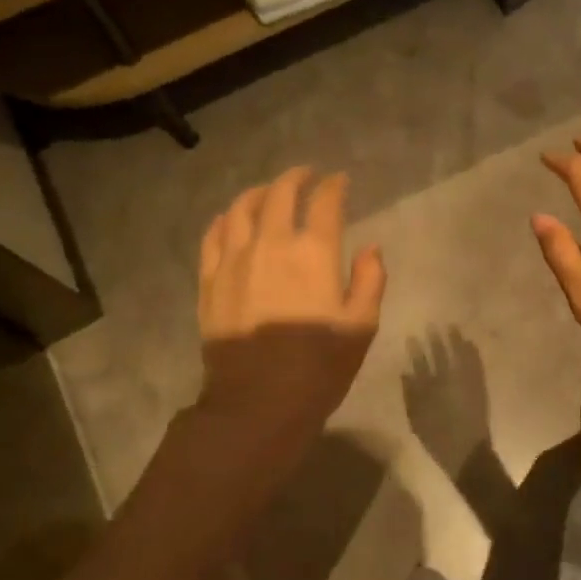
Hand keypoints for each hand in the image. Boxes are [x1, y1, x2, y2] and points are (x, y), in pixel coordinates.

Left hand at [197, 167, 385, 441]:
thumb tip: (370, 249)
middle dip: (297, 178)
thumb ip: (370, 281)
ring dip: (260, 192)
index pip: (325, 203)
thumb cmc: (318, 368)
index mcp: (314, 253)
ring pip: (242, 208)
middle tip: (308, 175)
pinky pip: (213, 236)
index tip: (341, 181)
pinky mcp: (210, 280)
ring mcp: (234, 260)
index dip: (335, 186)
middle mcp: (271, 244)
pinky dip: (224, 219)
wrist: (256, 404)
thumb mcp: (361, 327)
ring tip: (270, 191)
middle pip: (280, 194)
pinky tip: (230, 218)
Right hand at [401, 327, 492, 472]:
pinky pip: (476, 365)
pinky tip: (470, 343)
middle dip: (436, 340)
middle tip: (432, 325)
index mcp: (429, 390)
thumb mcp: (416, 421)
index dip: (416, 350)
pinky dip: (472, 353)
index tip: (412, 337)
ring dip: (455, 341)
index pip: (420, 364)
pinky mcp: (479, 387)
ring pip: (459, 356)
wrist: (467, 454)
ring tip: (452, 327)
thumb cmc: (438, 440)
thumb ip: (410, 396)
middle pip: (440, 356)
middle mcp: (446, 381)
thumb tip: (406, 373)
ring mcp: (465, 383)